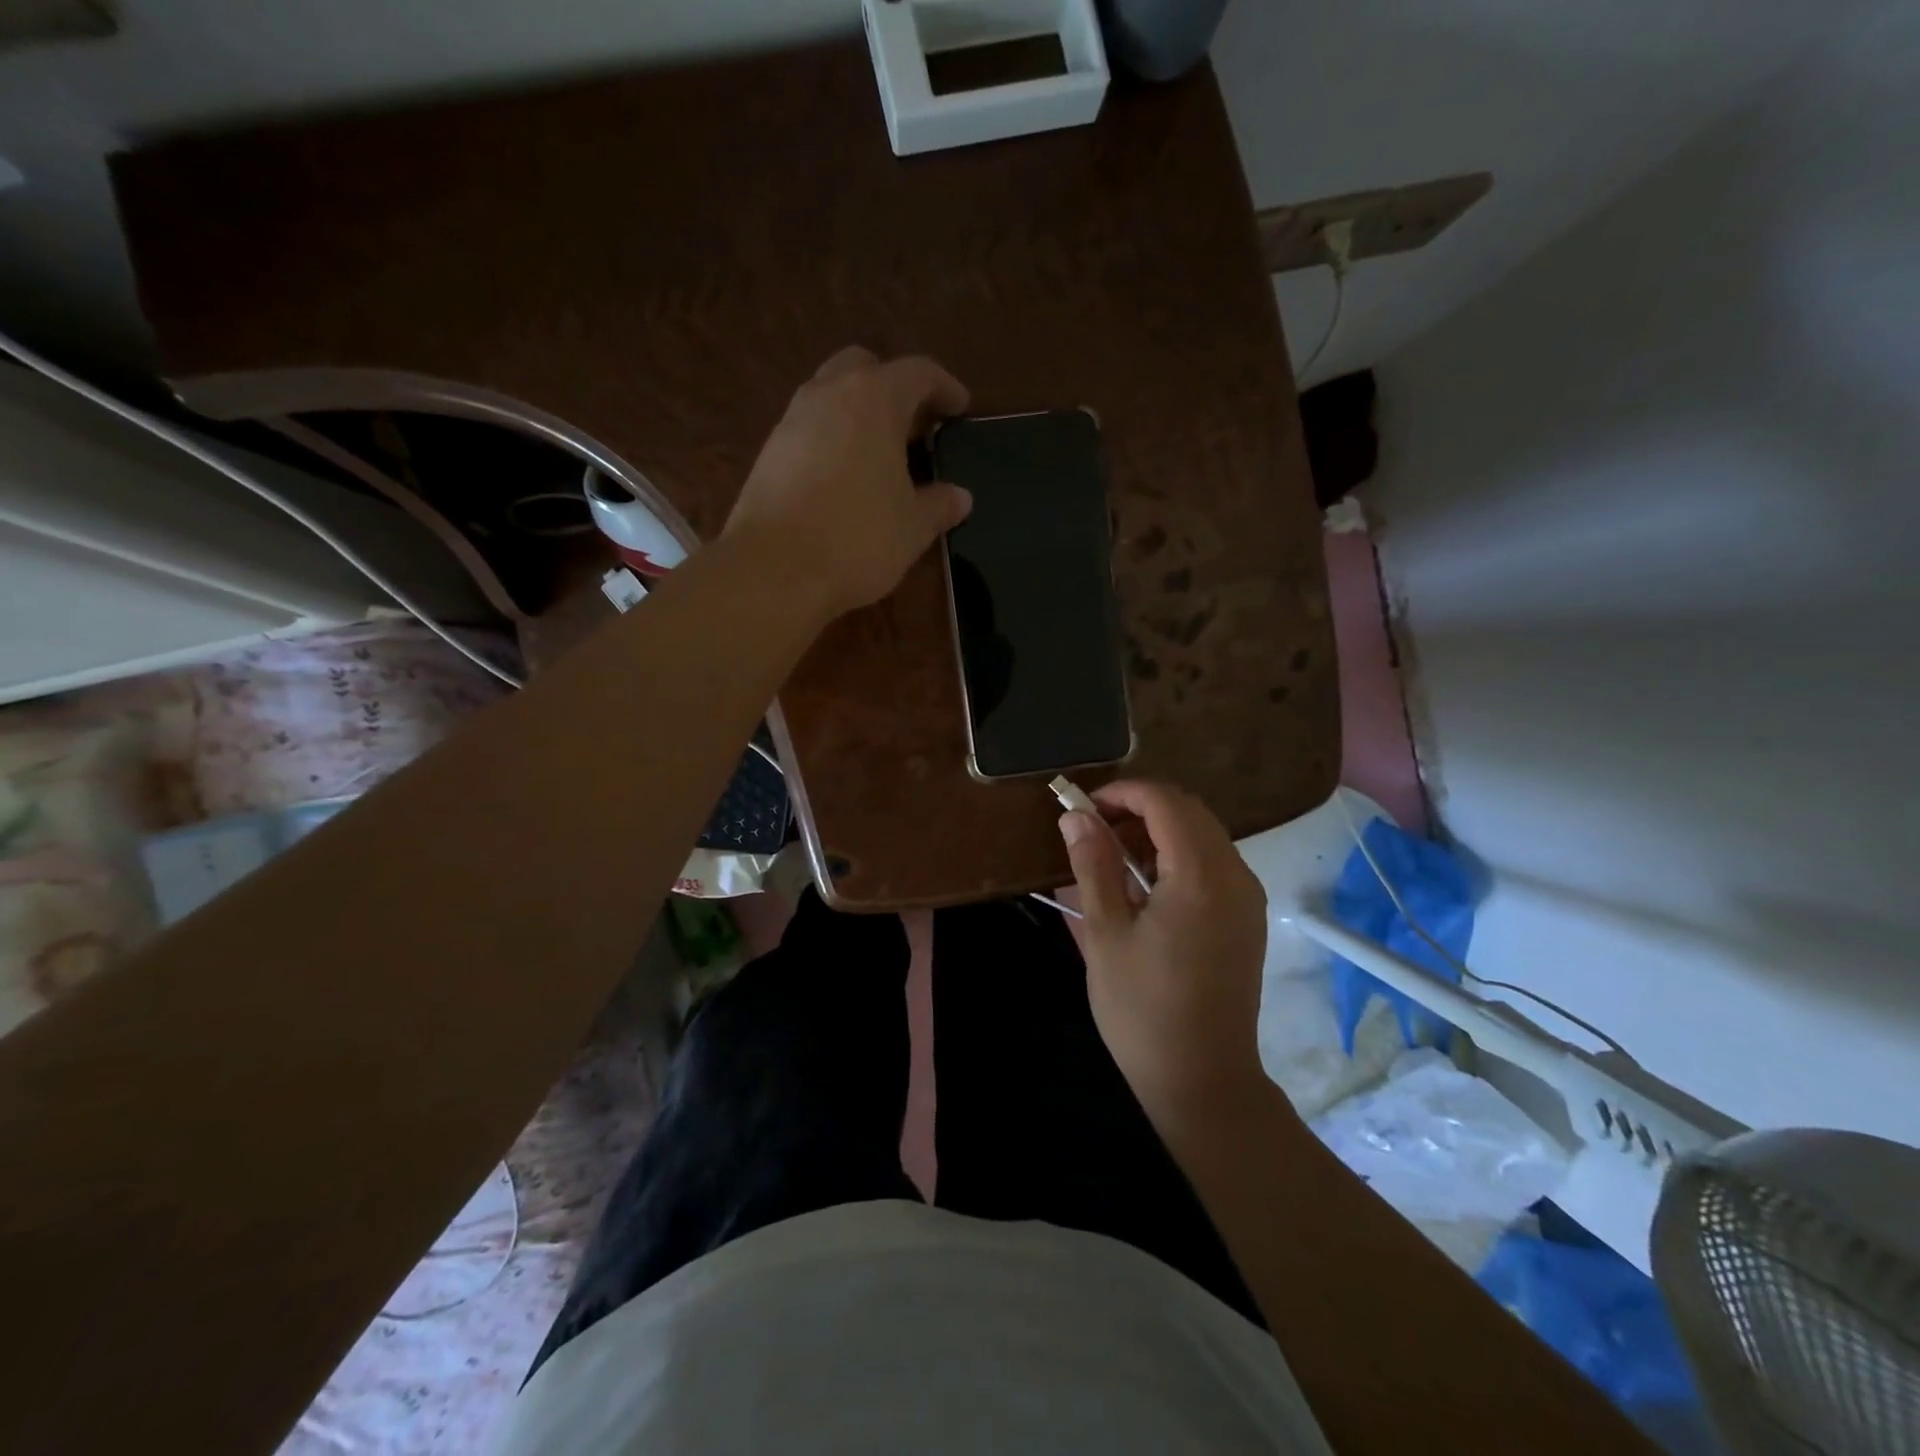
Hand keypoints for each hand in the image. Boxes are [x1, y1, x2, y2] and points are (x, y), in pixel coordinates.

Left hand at [723, 346, 972, 619]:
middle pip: (865, 368)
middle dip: (893, 388)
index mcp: (873, 399)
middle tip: (915, 426)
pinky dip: (833, 440)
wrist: (774, 570)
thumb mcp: (912, 528)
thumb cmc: (857, 539)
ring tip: (881, 455)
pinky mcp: (768, 453)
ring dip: (859, 413)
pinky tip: (846, 479)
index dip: (945, 387)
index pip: (917, 372)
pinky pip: (809, 430)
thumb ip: (939, 505)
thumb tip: (960, 497)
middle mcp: (829, 395)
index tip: (960, 408)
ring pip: (831, 396)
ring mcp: (791, 421)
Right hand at [1061, 780, 1269, 1123]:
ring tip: (1114, 860)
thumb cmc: (1142, 1009)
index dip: (1122, 793)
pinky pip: (1213, 863)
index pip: (1165, 802)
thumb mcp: (1105, 933)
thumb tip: (1076, 816)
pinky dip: (1178, 856)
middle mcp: (1235, 875)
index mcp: (1200, 876)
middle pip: (1189, 811)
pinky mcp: (1247, 918)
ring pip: (1203, 834)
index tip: (1083, 809)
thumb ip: (1092, 865)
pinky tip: (1146, 887)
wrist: (1202, 1079)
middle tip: (1094, 832)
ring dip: (1158, 831)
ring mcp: (1247, 897)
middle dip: (1139, 808)